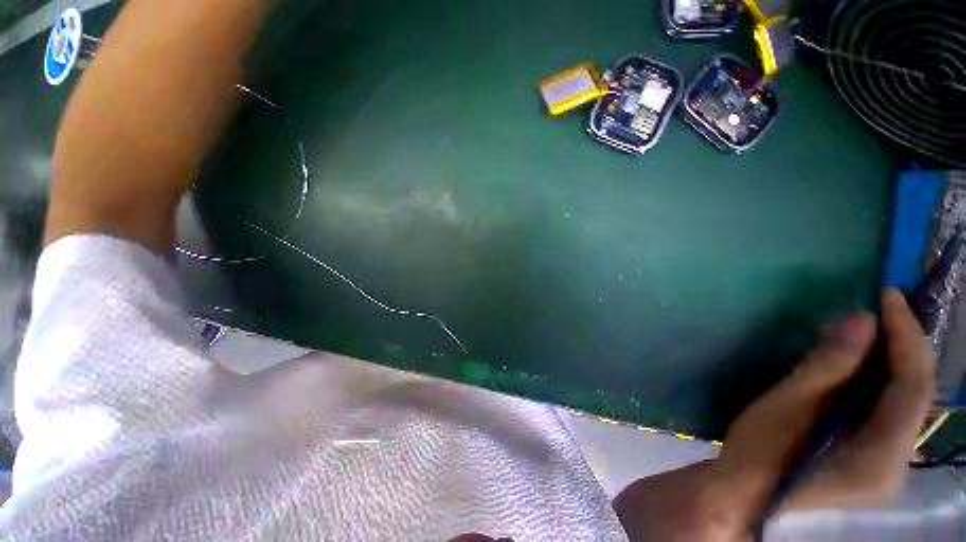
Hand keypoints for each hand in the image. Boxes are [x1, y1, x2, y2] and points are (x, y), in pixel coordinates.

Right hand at [710, 288, 935, 531]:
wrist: (743, 493)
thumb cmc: (759, 451)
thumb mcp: (785, 406)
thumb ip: (826, 367)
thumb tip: (861, 320)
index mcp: (881, 460)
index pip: (914, 389)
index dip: (906, 337)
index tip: (888, 296)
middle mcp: (898, 466)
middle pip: (914, 396)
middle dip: (897, 347)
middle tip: (870, 313)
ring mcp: (888, 467)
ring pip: (902, 404)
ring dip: (884, 363)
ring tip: (855, 337)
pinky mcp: (874, 462)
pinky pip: (887, 413)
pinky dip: (875, 383)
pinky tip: (852, 369)